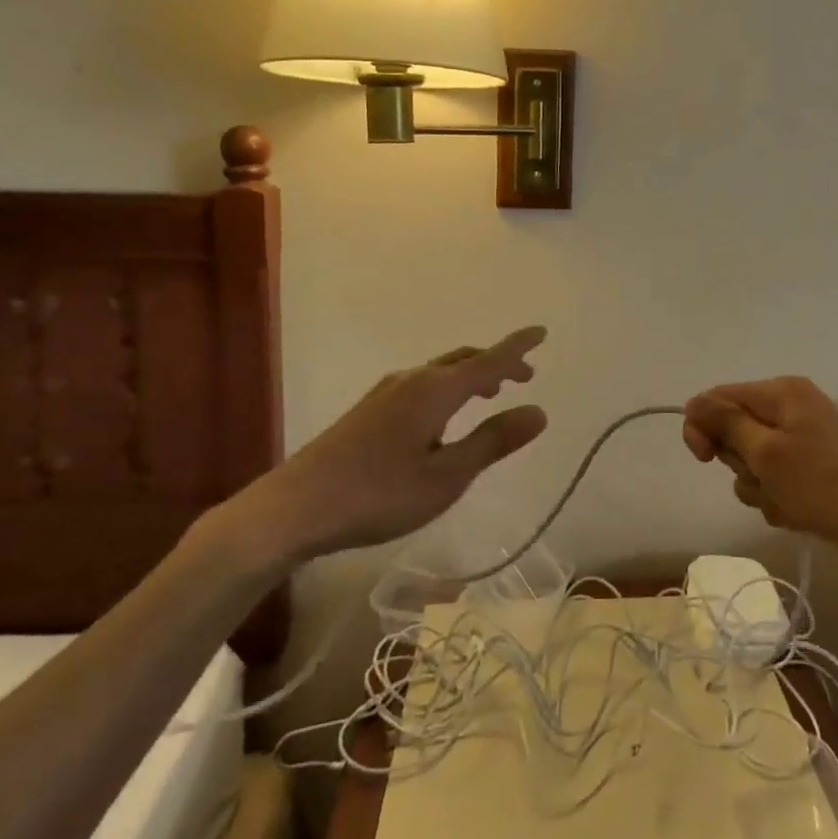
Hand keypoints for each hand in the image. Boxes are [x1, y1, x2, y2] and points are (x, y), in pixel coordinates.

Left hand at [209, 327, 548, 577]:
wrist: (296, 506)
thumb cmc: (379, 494)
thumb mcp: (447, 476)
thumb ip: (493, 441)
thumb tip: (539, 411)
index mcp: (435, 391)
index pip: (488, 361)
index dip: (517, 348)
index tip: (541, 332)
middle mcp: (412, 380)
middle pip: (463, 360)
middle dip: (496, 364)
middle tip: (524, 378)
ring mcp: (386, 393)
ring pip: (440, 372)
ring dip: (470, 376)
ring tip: (489, 396)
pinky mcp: (369, 410)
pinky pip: (421, 385)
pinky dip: (447, 388)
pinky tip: (442, 418)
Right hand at [682, 376, 837, 556]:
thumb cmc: (825, 487)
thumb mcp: (767, 454)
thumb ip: (725, 423)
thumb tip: (693, 401)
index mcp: (782, 392)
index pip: (719, 397)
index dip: (703, 427)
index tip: (704, 459)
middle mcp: (793, 406)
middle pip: (737, 430)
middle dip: (741, 463)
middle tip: (764, 481)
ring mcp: (808, 437)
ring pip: (755, 460)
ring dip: (760, 486)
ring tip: (786, 502)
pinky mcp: (818, 466)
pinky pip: (779, 478)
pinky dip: (780, 497)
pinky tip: (799, 513)